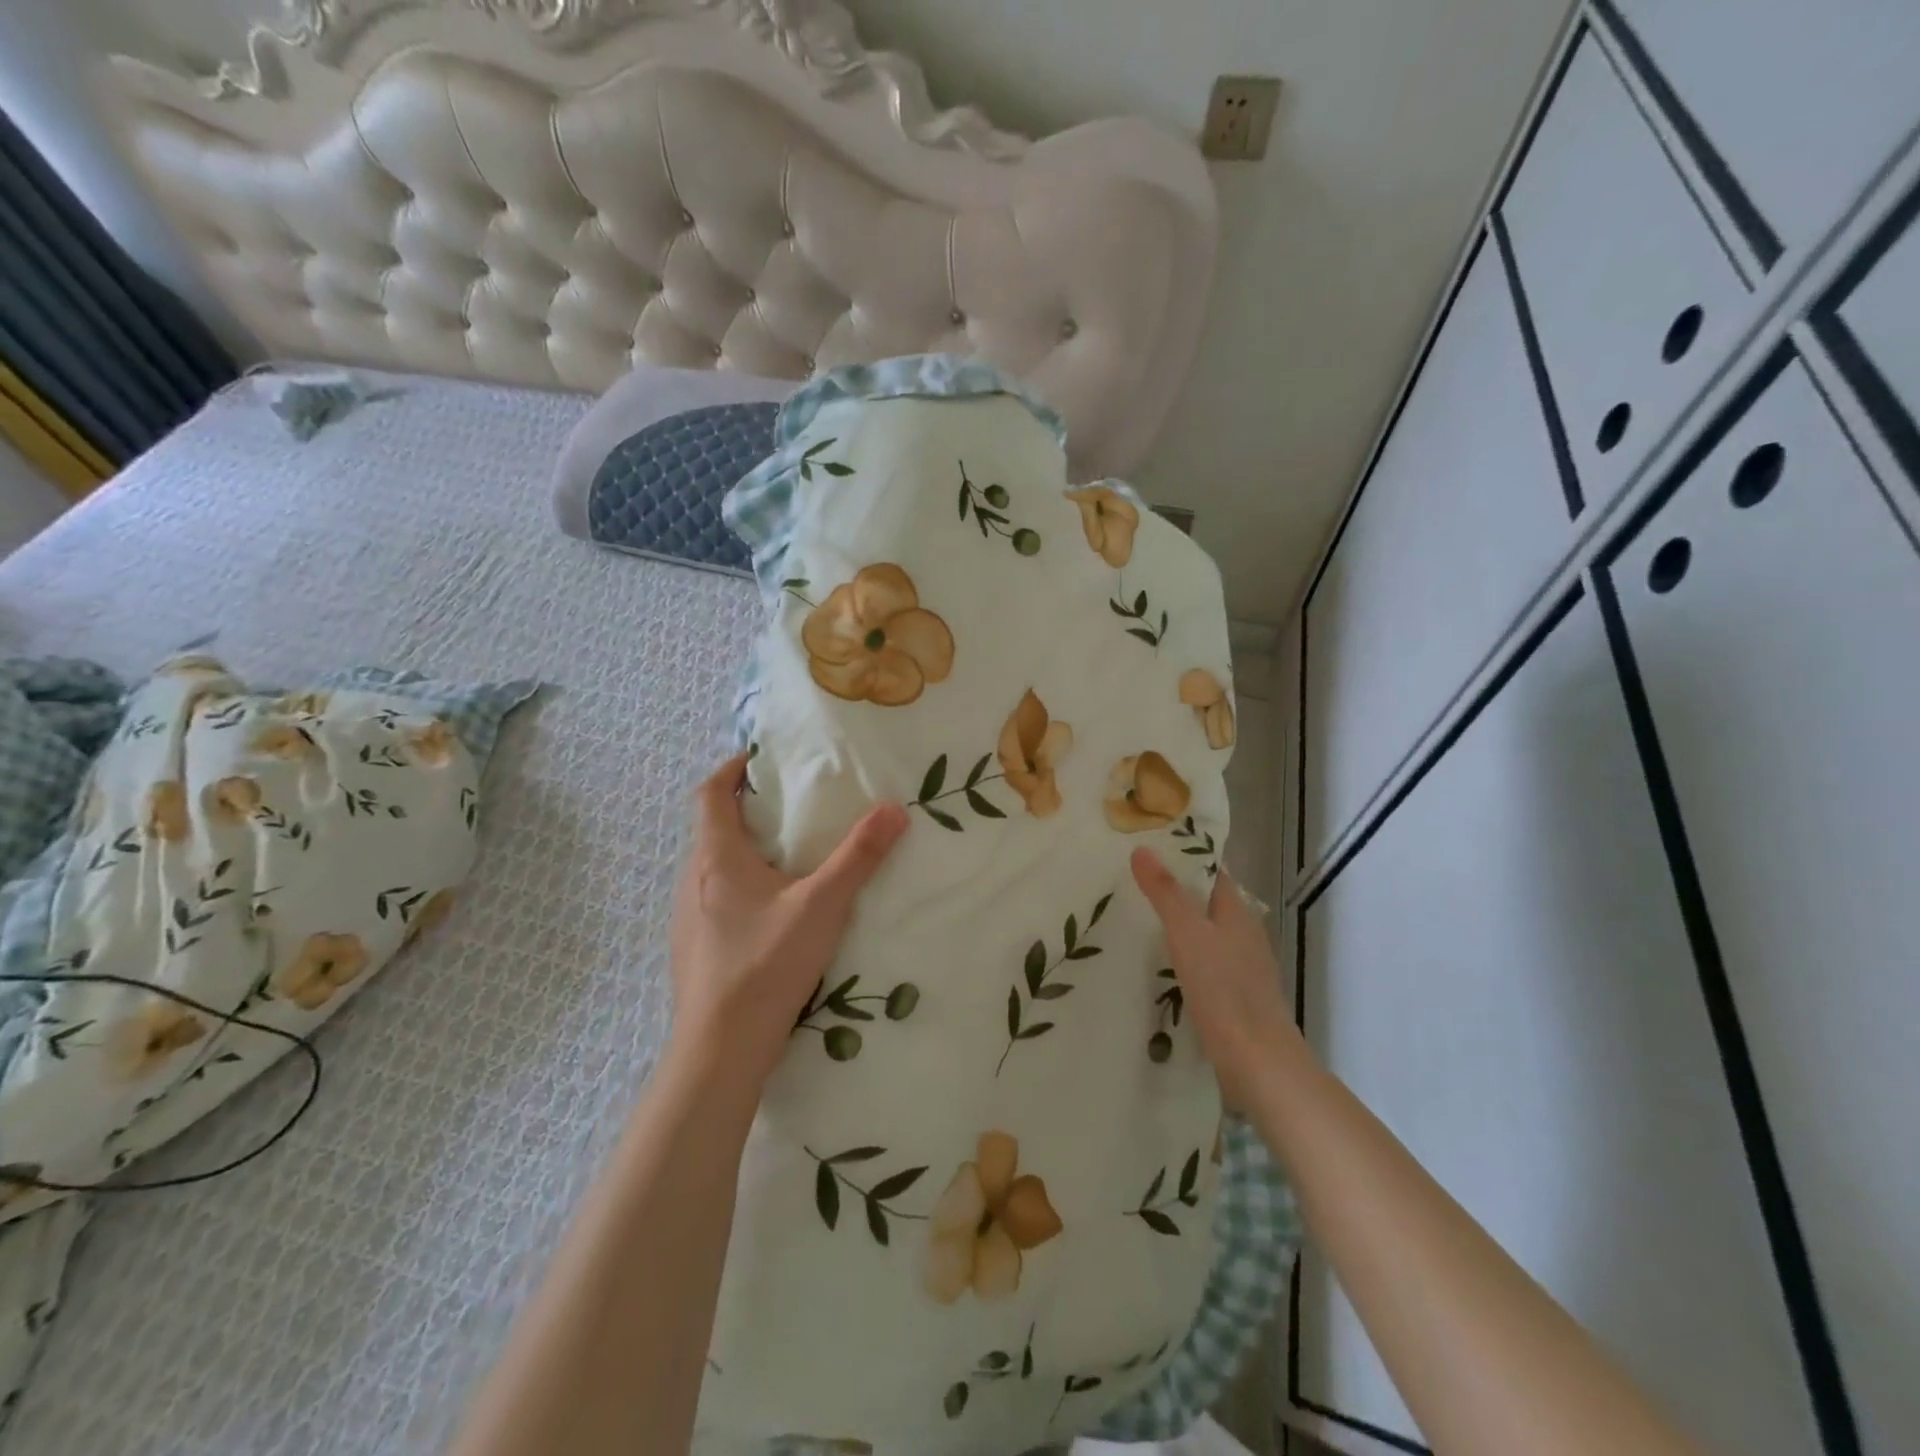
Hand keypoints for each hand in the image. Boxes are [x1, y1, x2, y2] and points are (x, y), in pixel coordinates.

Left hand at [669, 754, 908, 1087]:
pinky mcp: (693, 947)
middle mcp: (692, 879)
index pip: (708, 793)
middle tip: (788, 806)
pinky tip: (771, 911)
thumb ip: (858, 857)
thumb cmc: (767, 963)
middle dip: (744, 809)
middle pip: (711, 828)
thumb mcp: (822, 905)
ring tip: (785, 855)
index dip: (730, 769)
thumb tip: (894, 811)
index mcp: (716, 857)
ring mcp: (687, 916)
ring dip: (741, 850)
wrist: (720, 1047)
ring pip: (711, 866)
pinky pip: (713, 897)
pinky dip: (738, 885)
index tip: (759, 760)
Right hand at [1131, 848, 1297, 1108]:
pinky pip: (1205, 961)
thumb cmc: (1223, 989)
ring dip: (1178, 923)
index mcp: (1237, 912)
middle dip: (1176, 888)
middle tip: (1131, 880)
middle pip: (1208, 901)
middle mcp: (1244, 933)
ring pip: (1206, 932)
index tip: (1149, 845)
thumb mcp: (1187, 933)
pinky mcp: (1235, 995)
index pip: (1212, 870)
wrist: (1258, 1061)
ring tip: (1136, 917)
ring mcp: (1242, 966)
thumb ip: (1166, 892)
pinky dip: (1183, 954)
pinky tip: (1159, 963)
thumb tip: (1143, 849)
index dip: (1185, 855)